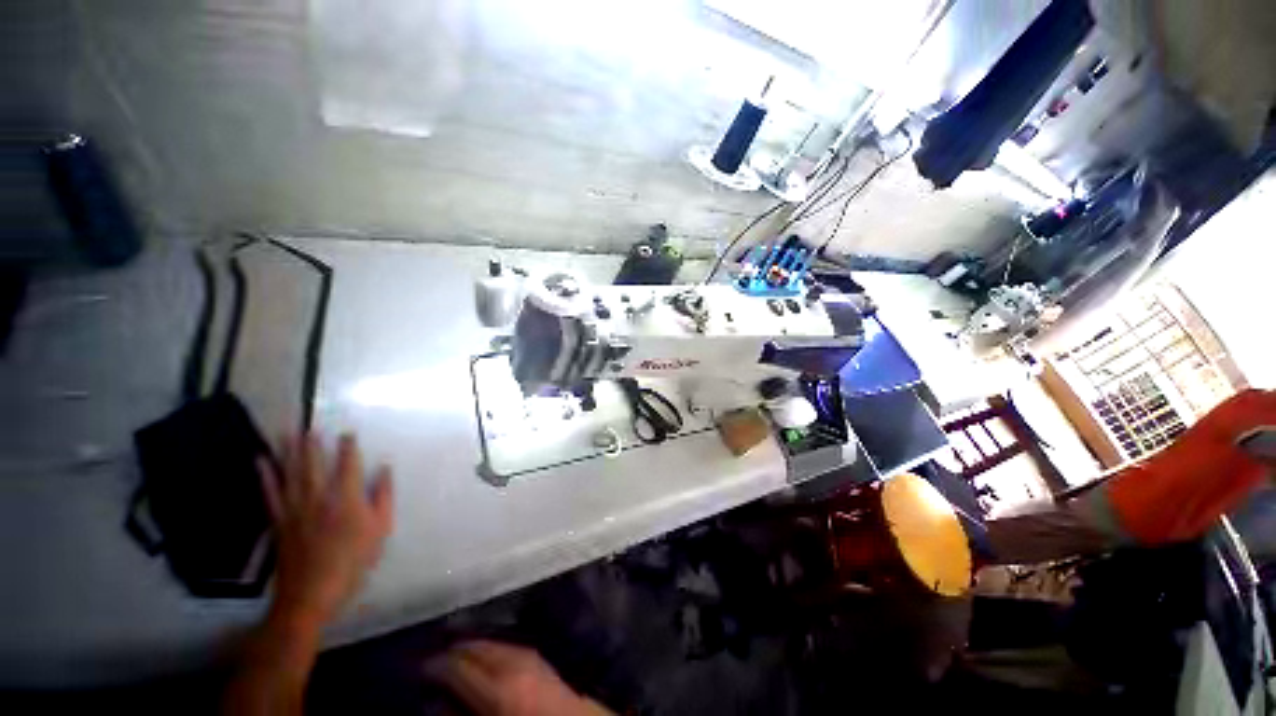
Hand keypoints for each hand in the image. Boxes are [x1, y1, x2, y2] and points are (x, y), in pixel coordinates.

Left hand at [259, 432, 393, 627]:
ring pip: (291, 473)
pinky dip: (265, 476)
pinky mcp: (279, 521)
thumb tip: (385, 469)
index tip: (347, 433)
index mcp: (347, 498)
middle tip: (309, 425)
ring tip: (286, 432)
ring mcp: (295, 508)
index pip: (348, 464)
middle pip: (314, 464)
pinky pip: (270, 493)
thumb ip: (384, 497)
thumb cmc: (353, 561)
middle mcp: (319, 497)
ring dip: (288, 451)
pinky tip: (261, 462)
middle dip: (313, 444)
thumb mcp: (380, 530)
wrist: (311, 594)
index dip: (348, 447)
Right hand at [425, 641, 611, 715]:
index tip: (418, 670)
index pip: (457, 667)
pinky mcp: (537, 656)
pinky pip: (506, 645)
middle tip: (432, 661)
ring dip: (471, 647)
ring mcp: (528, 655)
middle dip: (451, 651)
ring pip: (490, 642)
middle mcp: (512, 664)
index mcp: (497, 690)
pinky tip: (482, 656)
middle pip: (474, 648)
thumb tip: (437, 703)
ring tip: (453, 656)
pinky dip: (490, 649)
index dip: (434, 666)